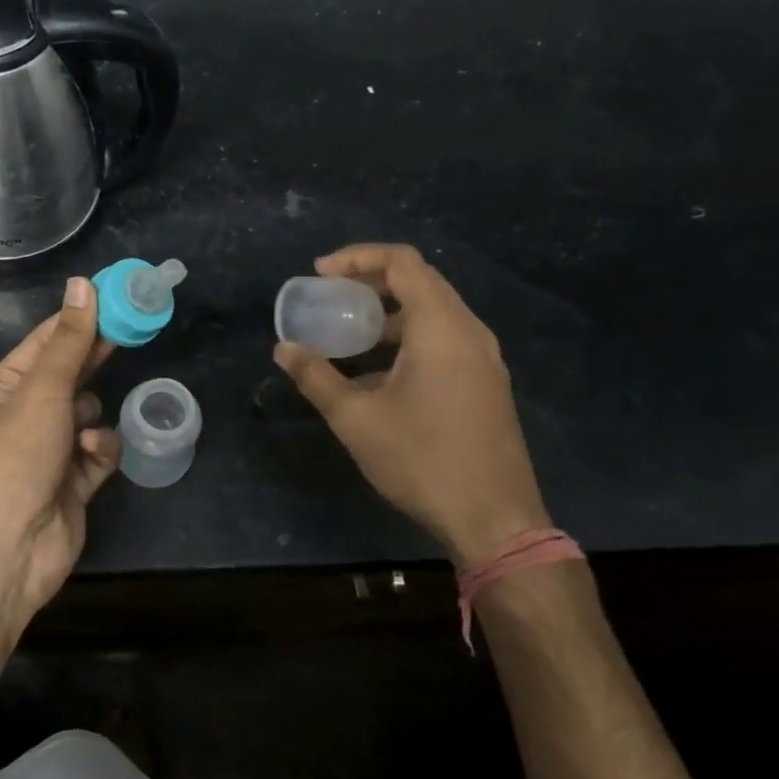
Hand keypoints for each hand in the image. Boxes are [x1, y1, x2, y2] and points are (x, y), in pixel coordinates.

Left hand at [0, 277, 118, 620]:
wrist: (10, 548)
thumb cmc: (16, 456)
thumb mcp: (42, 390)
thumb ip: (69, 340)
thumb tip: (82, 284)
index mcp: (5, 387)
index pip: (46, 340)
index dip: (80, 317)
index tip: (117, 296)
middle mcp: (25, 414)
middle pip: (70, 374)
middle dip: (95, 360)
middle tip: (132, 333)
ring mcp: (49, 449)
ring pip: (88, 413)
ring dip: (92, 417)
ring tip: (83, 430)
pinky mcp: (73, 481)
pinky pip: (98, 451)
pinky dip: (99, 451)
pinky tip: (92, 456)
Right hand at [274, 243, 550, 565]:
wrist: (495, 521)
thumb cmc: (422, 460)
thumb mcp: (356, 419)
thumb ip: (316, 377)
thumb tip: (283, 349)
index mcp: (441, 328)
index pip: (402, 262)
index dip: (357, 257)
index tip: (320, 273)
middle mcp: (469, 332)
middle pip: (420, 280)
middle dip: (370, 280)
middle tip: (331, 294)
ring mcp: (484, 358)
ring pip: (434, 311)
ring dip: (390, 310)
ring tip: (350, 330)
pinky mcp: (486, 383)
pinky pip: (445, 338)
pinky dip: (408, 335)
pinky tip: (378, 370)